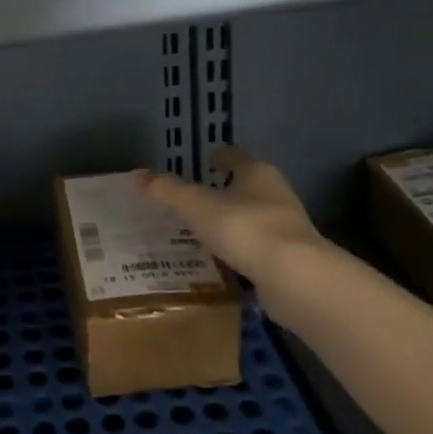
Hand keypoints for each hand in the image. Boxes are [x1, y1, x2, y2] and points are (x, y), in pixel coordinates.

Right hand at [141, 146, 326, 285]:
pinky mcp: (290, 259)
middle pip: (245, 186)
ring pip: (251, 219)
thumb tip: (137, 175)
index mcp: (256, 172)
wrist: (295, 277)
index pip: (234, 156)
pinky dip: (240, 253)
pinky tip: (221, 263)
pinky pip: (257, 249)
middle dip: (222, 192)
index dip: (217, 157)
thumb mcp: (196, 205)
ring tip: (201, 234)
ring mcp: (286, 228)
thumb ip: (167, 190)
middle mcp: (275, 193)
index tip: (202, 162)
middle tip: (192, 201)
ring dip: (231, 224)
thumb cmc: (244, 227)